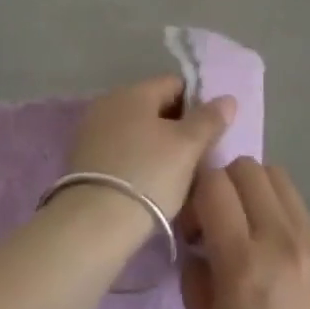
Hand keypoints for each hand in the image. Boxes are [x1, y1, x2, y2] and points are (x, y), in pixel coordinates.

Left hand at [65, 74, 235, 220]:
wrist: (94, 224)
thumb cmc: (148, 175)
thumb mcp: (187, 147)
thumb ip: (209, 119)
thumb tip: (227, 99)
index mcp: (134, 91)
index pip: (175, 84)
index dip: (197, 105)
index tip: (210, 134)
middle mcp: (109, 102)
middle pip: (155, 107)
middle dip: (178, 128)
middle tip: (197, 159)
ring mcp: (92, 131)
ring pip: (138, 132)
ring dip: (158, 147)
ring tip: (176, 178)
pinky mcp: (83, 159)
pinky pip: (121, 151)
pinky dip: (137, 162)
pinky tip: (149, 187)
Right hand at [180, 160, 309, 308]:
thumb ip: (195, 279)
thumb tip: (195, 246)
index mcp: (244, 263)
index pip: (213, 185)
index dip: (194, 194)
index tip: (190, 228)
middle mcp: (280, 239)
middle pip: (246, 167)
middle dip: (222, 183)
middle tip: (215, 222)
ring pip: (276, 175)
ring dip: (251, 189)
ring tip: (245, 229)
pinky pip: (297, 204)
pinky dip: (276, 208)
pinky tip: (271, 248)